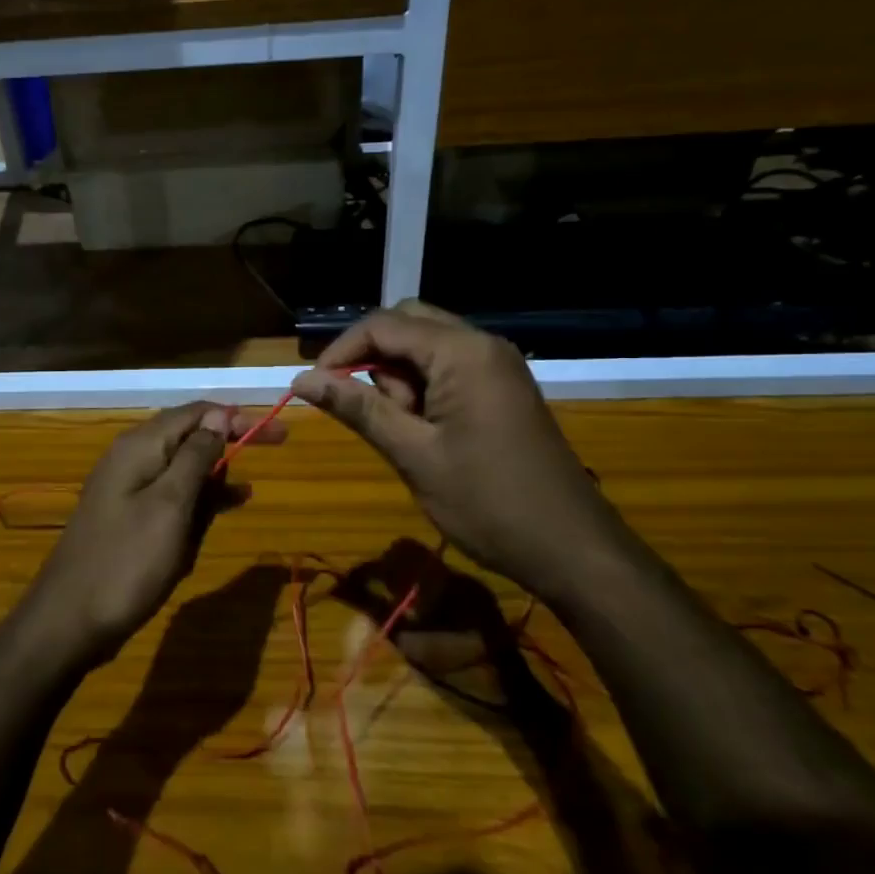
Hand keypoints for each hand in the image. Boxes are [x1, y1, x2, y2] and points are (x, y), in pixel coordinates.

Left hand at [22, 402, 284, 666]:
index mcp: (141, 446)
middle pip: (190, 435)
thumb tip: (219, 418)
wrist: (69, 620)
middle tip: (275, 447)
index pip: (197, 412)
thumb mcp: (171, 505)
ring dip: (215, 474)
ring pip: (182, 467)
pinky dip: (199, 498)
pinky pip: (171, 496)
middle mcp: (132, 457)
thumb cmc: (127, 561)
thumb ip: (195, 457)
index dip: (237, 417)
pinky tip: (224, 507)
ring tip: (247, 491)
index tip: (277, 432)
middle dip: (229, 441)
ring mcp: (127, 488)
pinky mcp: (129, 517)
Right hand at [292, 302, 621, 599]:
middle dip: (372, 359)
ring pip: (426, 347)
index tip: (312, 388)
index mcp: (462, 352)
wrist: (572, 548)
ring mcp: (497, 366)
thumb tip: (301, 379)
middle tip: (360, 409)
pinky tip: (425, 432)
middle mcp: (482, 344)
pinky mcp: (502, 389)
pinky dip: (423, 390)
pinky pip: (448, 369)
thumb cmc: (488, 503)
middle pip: (407, 324)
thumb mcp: (413, 455)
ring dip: (399, 378)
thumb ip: (358, 408)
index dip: (340, 351)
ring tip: (405, 434)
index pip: (383, 325)